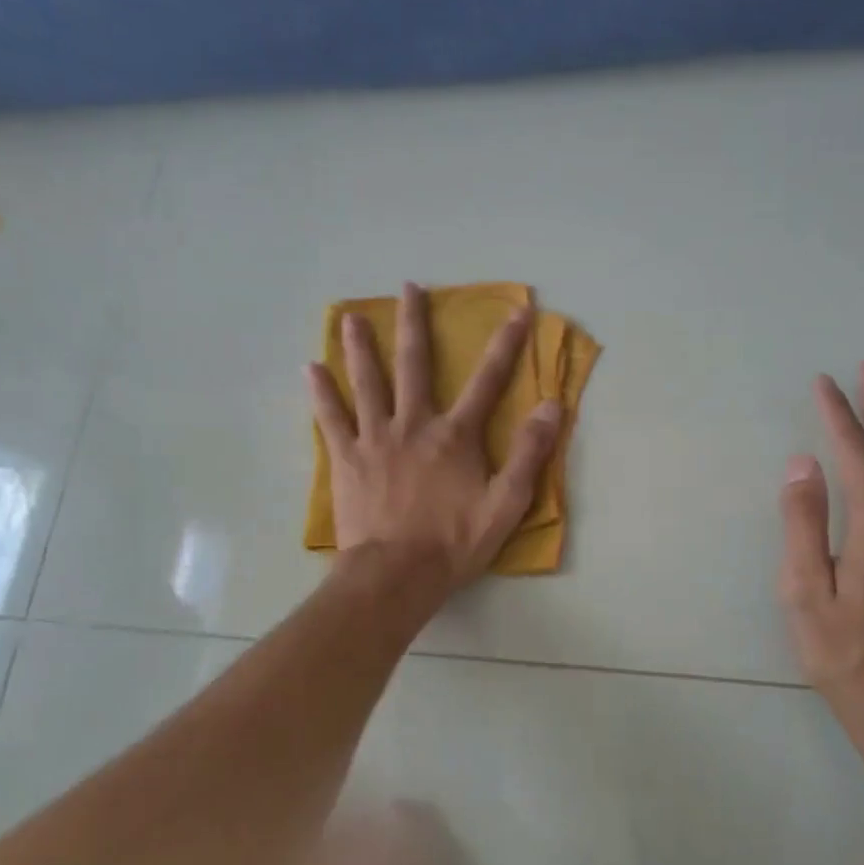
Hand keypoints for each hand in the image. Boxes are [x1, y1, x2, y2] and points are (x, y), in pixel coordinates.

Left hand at [308, 282, 562, 590]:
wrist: (395, 575)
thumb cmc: (454, 543)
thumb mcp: (506, 504)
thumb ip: (528, 454)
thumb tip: (552, 406)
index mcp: (455, 436)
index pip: (488, 381)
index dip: (506, 345)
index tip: (517, 311)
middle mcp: (414, 425)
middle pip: (415, 365)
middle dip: (415, 324)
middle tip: (409, 288)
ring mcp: (375, 439)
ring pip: (367, 382)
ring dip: (361, 347)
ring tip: (351, 317)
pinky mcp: (345, 459)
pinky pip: (331, 419)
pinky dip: (322, 393)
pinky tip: (311, 369)